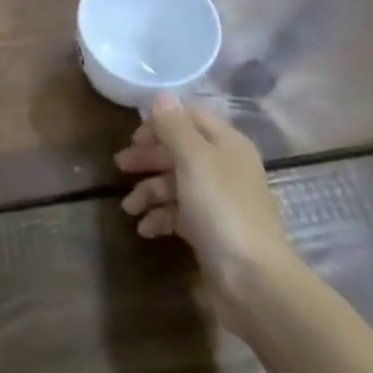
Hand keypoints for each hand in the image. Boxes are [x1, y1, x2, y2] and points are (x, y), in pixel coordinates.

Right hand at [115, 92, 289, 326]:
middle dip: (149, 157)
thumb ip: (174, 127)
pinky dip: (160, 217)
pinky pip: (178, 214)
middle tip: (120, 166)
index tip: (134, 136)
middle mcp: (224, 167)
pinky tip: (145, 228)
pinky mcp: (210, 230)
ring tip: (128, 208)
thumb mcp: (194, 160)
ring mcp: (217, 200)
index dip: (161, 123)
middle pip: (180, 151)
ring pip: (176, 184)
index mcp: (226, 144)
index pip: (190, 118)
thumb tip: (161, 95)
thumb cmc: (221, 209)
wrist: (252, 278)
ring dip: (149, 191)